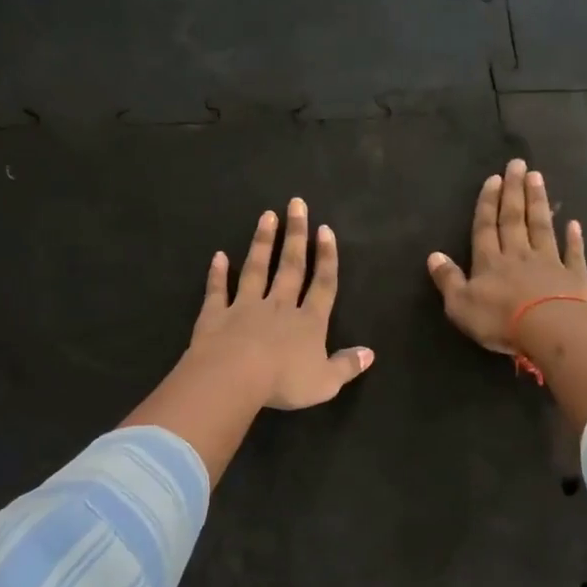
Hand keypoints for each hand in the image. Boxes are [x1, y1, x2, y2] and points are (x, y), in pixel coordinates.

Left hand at [188, 197, 374, 409]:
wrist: (233, 378)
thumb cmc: (284, 382)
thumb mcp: (325, 382)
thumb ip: (347, 366)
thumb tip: (370, 353)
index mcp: (309, 322)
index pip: (323, 284)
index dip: (326, 257)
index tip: (325, 230)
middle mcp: (279, 306)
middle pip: (291, 266)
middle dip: (296, 235)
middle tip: (297, 204)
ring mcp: (246, 307)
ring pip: (257, 269)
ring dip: (263, 242)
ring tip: (267, 216)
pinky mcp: (216, 314)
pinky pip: (218, 290)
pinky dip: (218, 273)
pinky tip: (219, 256)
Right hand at [428, 159, 586, 354]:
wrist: (552, 329)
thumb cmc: (501, 320)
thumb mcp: (460, 304)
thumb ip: (448, 279)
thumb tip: (433, 255)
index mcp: (489, 262)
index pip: (486, 227)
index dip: (488, 203)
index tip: (494, 178)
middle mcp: (518, 255)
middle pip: (514, 218)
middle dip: (514, 191)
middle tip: (518, 164)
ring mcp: (549, 263)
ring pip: (542, 227)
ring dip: (538, 202)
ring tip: (538, 177)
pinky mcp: (574, 277)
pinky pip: (573, 253)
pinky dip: (574, 238)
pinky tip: (574, 223)